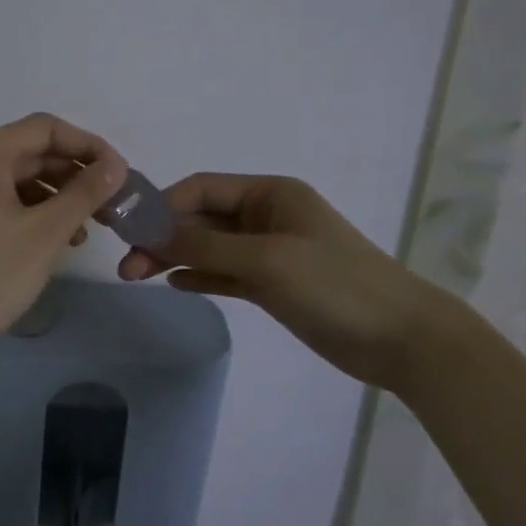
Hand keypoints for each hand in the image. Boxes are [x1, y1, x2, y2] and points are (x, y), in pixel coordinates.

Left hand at [0, 113, 128, 352]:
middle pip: (34, 152)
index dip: (87, 145)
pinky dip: (38, 214)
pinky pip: (8, 202)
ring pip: (23, 180)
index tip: (119, 172)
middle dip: (76, 174)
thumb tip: (115, 166)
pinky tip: (59, 240)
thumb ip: (85, 192)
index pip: (46, 128)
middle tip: (110, 203)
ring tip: (87, 229)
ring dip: (60, 197)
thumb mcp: (47, 230)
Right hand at [117, 173, 455, 393]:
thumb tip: (149, 233)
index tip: (126, 230)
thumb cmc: (334, 285)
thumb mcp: (265, 259)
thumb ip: (205, 245)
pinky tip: (174, 283)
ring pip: (210, 247)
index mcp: (269, 194)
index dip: (162, 205)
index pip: (201, 188)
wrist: (399, 337)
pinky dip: (200, 275)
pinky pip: (225, 273)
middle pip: (202, 218)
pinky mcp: (273, 285)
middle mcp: (266, 216)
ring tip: (136, 276)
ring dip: (175, 257)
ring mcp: (270, 252)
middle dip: (163, 236)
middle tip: (126, 266)